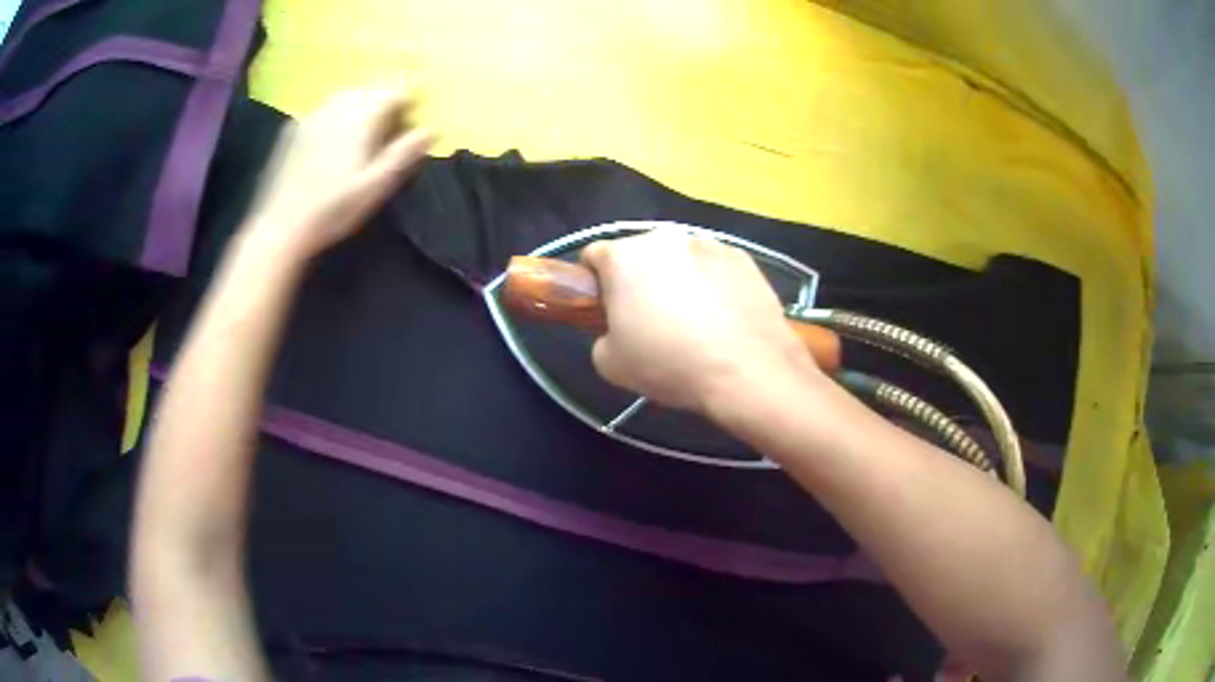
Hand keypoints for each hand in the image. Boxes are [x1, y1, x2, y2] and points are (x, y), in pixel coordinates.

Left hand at [245, 86, 433, 259]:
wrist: (280, 227)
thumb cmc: (333, 209)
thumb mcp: (376, 186)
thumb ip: (404, 154)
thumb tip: (432, 129)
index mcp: (361, 118)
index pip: (393, 91)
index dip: (408, 100)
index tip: (414, 117)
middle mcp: (337, 108)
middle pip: (368, 89)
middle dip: (383, 100)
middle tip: (391, 125)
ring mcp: (312, 116)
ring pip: (344, 95)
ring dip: (360, 104)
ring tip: (364, 128)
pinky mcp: (294, 129)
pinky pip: (323, 109)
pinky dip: (336, 114)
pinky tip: (333, 137)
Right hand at [580, 229, 821, 411]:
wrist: (747, 370)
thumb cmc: (670, 364)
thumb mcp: (610, 364)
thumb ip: (602, 335)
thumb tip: (618, 329)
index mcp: (624, 257)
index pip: (593, 255)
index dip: (594, 282)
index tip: (606, 308)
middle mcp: (664, 238)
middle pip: (639, 253)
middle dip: (638, 278)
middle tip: (651, 319)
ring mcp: (707, 243)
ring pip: (679, 257)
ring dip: (677, 278)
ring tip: (694, 319)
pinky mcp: (741, 256)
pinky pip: (714, 265)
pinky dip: (712, 282)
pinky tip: (723, 316)